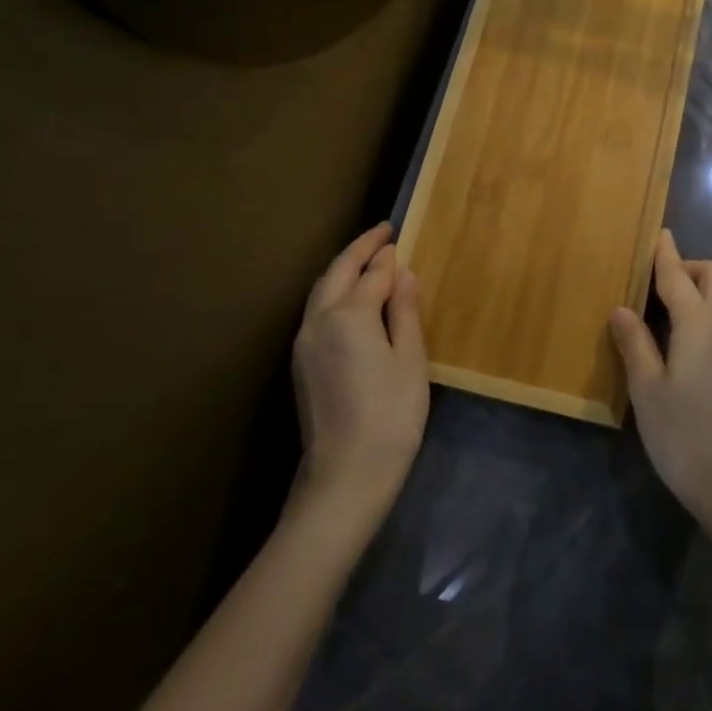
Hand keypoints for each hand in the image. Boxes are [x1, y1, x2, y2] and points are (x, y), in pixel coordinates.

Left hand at [291, 223, 428, 521]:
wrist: (345, 477)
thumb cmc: (390, 415)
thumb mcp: (410, 359)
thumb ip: (405, 310)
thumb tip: (401, 272)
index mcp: (348, 314)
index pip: (372, 274)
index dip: (388, 256)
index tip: (399, 238)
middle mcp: (318, 320)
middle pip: (337, 272)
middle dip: (359, 250)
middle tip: (382, 234)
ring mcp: (304, 343)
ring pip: (322, 290)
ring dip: (343, 269)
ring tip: (368, 260)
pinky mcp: (301, 363)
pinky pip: (317, 311)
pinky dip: (335, 292)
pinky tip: (353, 298)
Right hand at [610, 230, 711, 527]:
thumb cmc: (683, 435)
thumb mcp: (646, 390)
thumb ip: (635, 343)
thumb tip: (621, 309)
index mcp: (699, 322)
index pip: (678, 275)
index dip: (665, 254)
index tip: (659, 234)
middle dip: (690, 268)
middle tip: (662, 285)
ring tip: (687, 306)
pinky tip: (706, 334)